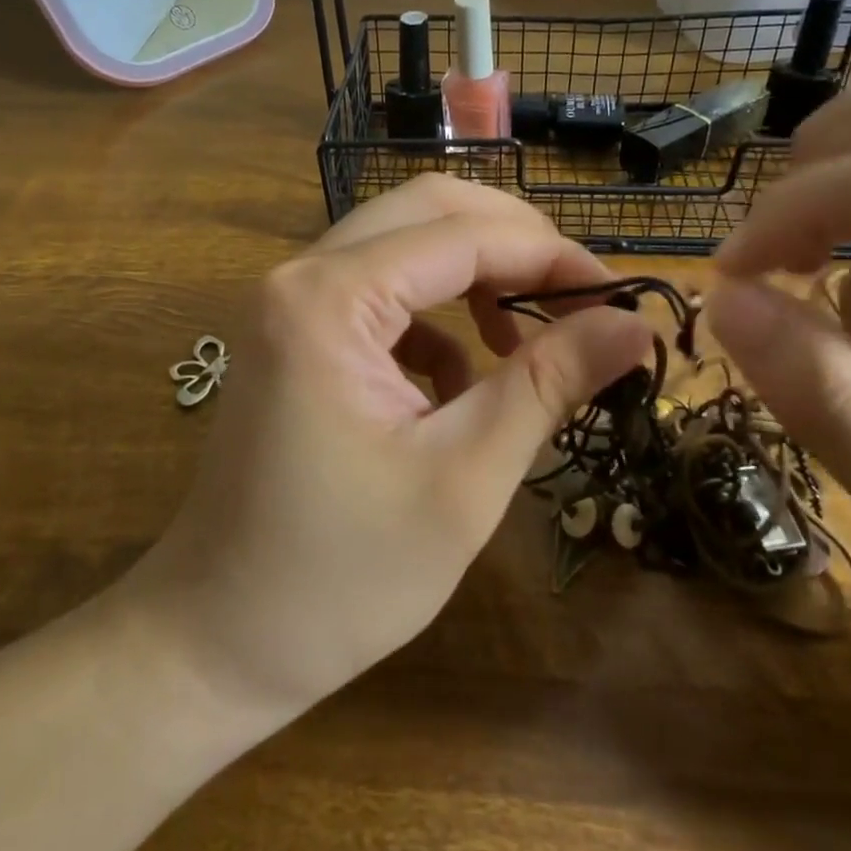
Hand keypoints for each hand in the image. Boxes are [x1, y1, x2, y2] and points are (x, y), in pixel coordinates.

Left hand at [129, 175, 652, 719]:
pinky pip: (381, 291)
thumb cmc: (341, 577)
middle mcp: (302, 275)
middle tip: (580, 303)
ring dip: (476, 276)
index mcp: (330, 298)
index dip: (553, 258)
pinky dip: (436, 318)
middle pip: (429, 210)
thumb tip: (634, 323)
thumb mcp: (462, 478)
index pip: (464, 235)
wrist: (216, 640)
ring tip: (525, 345)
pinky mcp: (296, 335)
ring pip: (405, 243)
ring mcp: (291, 302)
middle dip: (515, 246)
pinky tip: (459, 384)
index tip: (623, 299)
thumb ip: (547, 384)